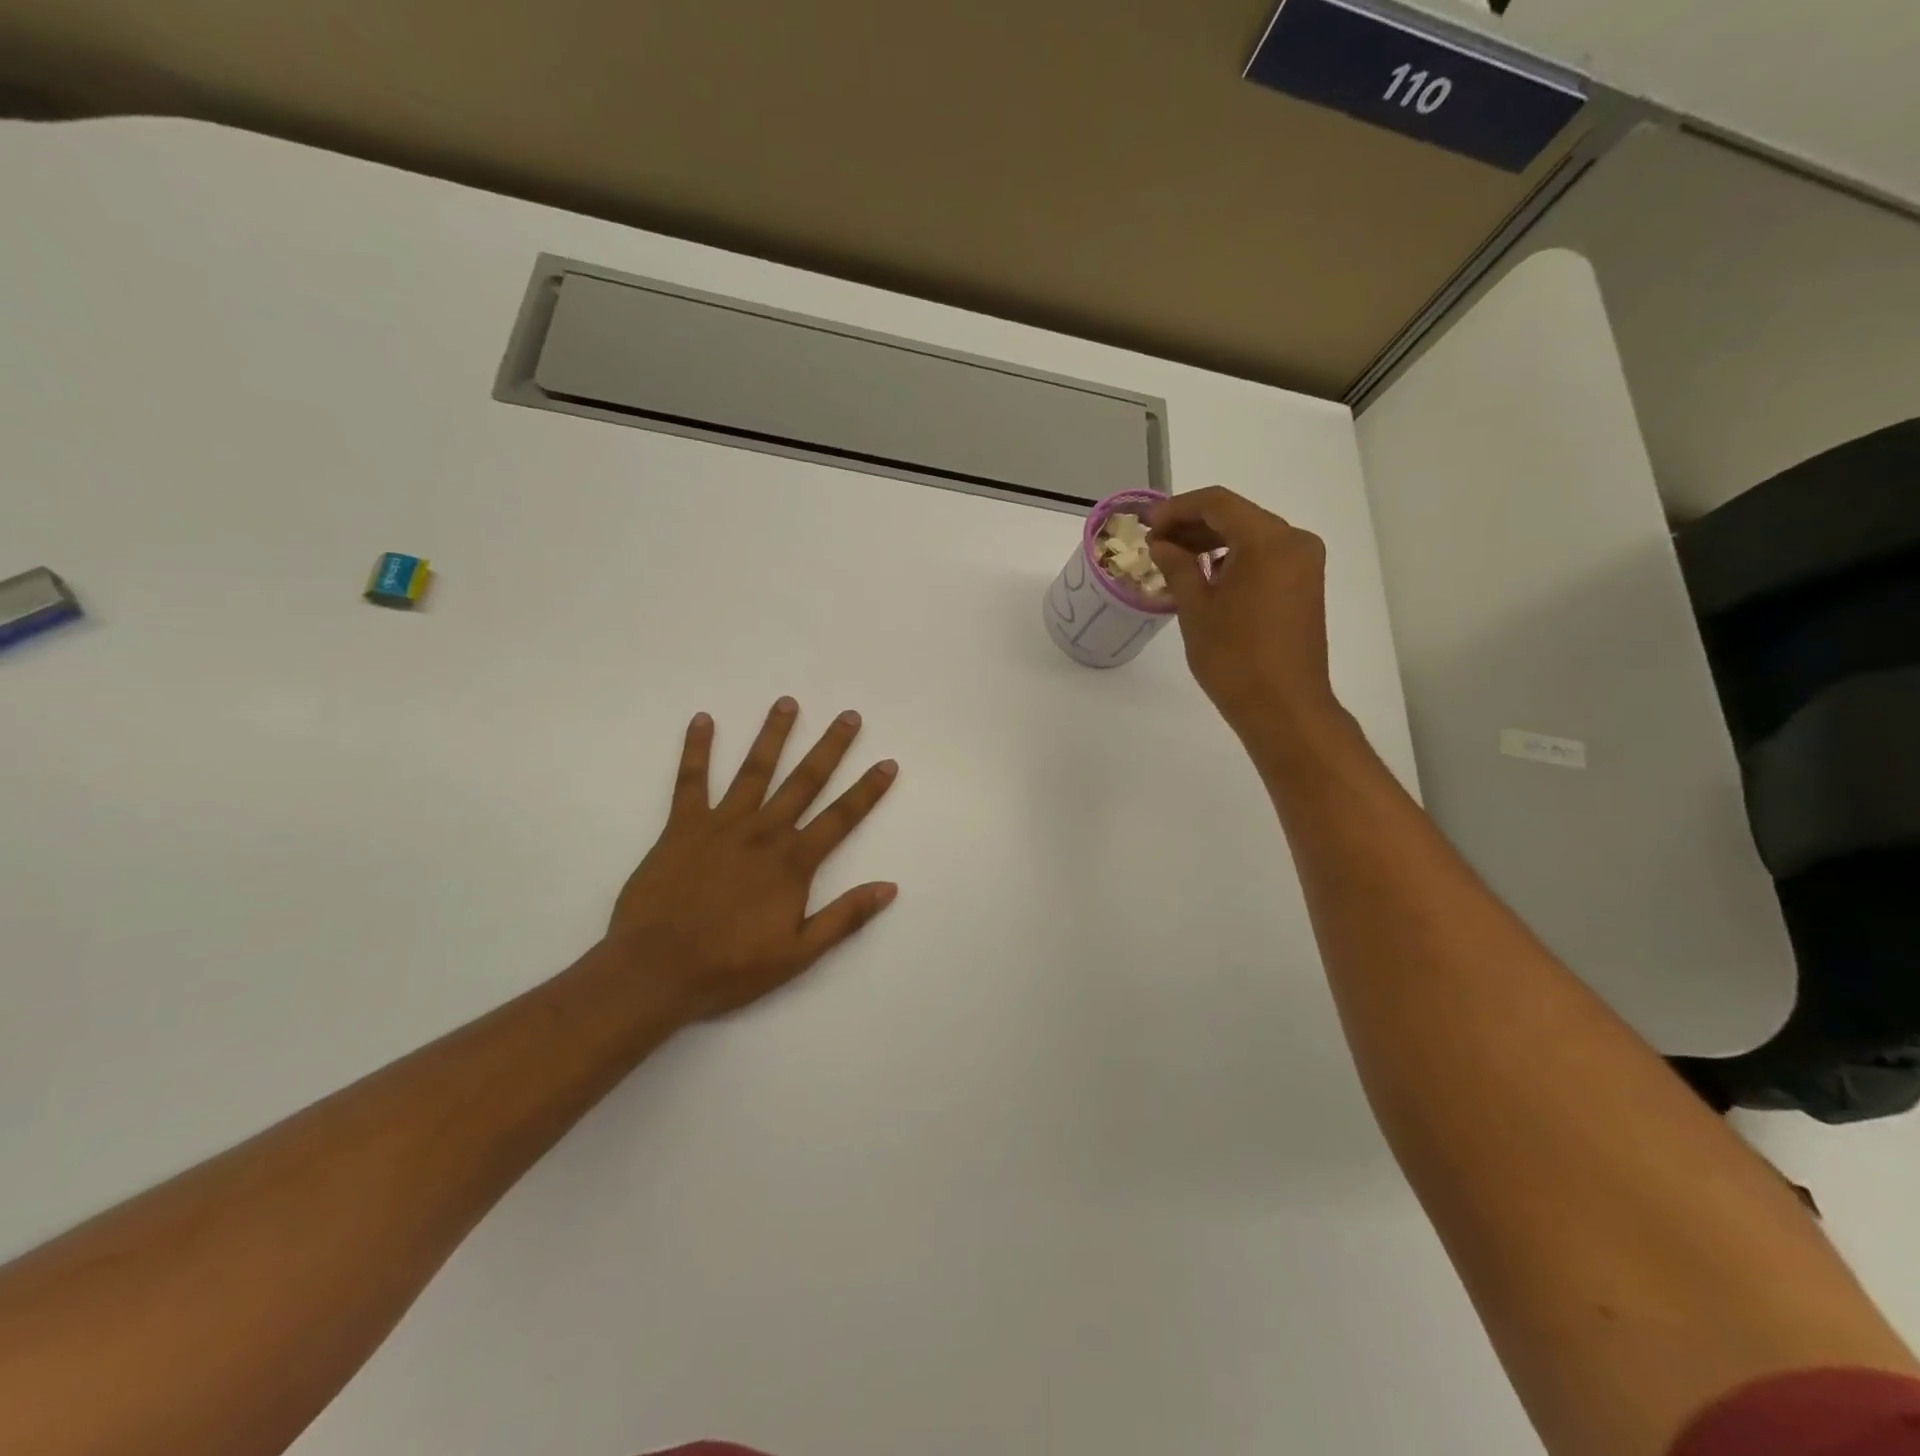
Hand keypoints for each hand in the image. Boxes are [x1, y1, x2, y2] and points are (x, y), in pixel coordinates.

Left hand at [606, 699, 899, 1021]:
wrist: (655, 971)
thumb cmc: (730, 966)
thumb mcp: (798, 954)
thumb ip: (844, 917)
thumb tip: (889, 887)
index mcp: (793, 862)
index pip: (841, 817)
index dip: (867, 790)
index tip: (887, 763)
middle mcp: (763, 832)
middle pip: (804, 781)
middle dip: (830, 747)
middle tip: (849, 716)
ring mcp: (721, 824)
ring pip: (754, 770)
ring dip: (773, 735)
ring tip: (787, 703)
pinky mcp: (682, 826)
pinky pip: (691, 780)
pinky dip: (697, 749)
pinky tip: (703, 720)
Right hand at [1147, 487, 1342, 749]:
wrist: (1283, 706)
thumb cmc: (1233, 657)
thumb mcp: (1195, 608)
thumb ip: (1177, 566)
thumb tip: (1162, 543)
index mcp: (1268, 540)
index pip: (1217, 503)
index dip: (1177, 508)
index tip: (1148, 524)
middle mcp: (1294, 541)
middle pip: (1237, 515)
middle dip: (1194, 524)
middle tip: (1156, 541)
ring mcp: (1304, 563)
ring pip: (1251, 535)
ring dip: (1212, 541)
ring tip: (1174, 559)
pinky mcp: (1305, 585)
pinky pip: (1265, 556)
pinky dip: (1234, 558)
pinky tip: (1206, 575)